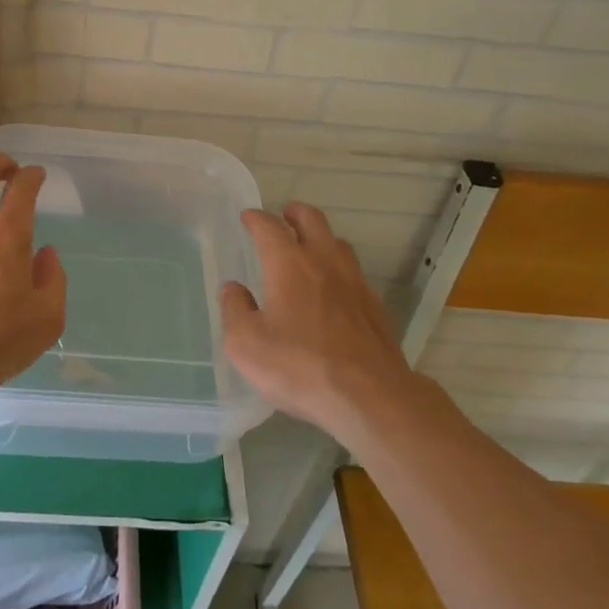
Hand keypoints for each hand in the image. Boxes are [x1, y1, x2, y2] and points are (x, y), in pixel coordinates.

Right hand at [221, 203, 411, 439]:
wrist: (369, 395)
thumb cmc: (299, 365)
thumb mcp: (246, 343)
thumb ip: (235, 310)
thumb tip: (233, 289)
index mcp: (289, 263)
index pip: (269, 226)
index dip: (256, 218)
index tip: (247, 217)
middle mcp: (324, 262)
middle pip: (312, 220)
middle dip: (295, 213)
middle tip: (284, 215)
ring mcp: (355, 282)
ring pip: (338, 243)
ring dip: (321, 238)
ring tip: (310, 248)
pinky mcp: (375, 307)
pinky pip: (354, 273)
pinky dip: (339, 269)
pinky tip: (334, 289)